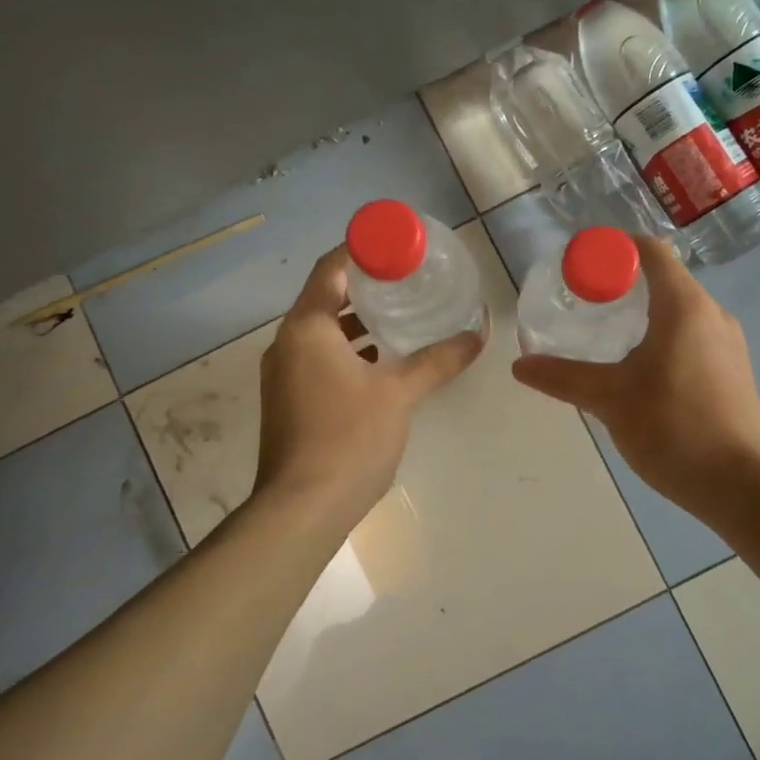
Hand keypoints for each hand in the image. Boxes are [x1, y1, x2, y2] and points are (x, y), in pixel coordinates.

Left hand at [255, 245, 483, 522]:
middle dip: (365, 288)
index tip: (397, 249)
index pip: (332, 268)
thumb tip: (477, 334)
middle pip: (325, 298)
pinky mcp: (287, 400)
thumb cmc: (349, 438)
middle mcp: (287, 342)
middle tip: (407, 283)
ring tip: (399, 319)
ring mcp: (282, 374)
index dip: (362, 252)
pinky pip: (317, 358)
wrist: (301, 509)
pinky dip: (346, 351)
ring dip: (356, 323)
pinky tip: (380, 364)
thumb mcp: (399, 393)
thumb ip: (438, 360)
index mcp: (307, 327)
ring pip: (321, 331)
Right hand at [511, 236, 759, 512]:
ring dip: (645, 310)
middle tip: (586, 300)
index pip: (651, 251)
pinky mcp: (734, 369)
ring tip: (608, 333)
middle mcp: (712, 314)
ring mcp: (729, 343)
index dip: (615, 247)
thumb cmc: (672, 428)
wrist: (740, 487)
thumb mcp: (609, 399)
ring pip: (681, 308)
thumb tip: (520, 365)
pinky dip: (665, 333)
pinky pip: (694, 333)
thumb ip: (563, 377)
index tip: (582, 264)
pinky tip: (642, 367)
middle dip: (624, 281)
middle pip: (666, 278)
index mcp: (684, 306)